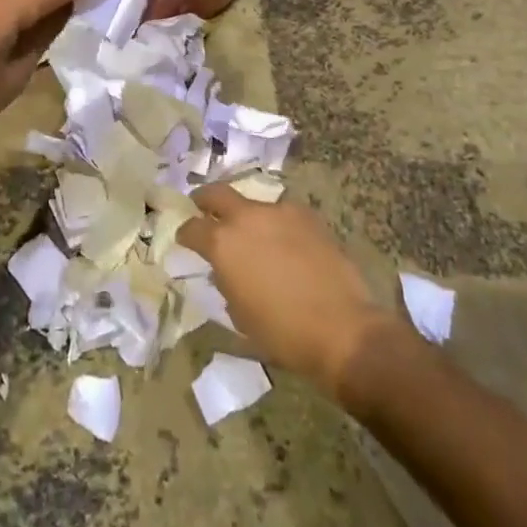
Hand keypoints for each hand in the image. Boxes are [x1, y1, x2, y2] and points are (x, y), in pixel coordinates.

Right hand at [180, 185, 400, 397]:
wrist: (342, 329)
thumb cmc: (283, 333)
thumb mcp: (240, 315)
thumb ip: (226, 284)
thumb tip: (225, 272)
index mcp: (222, 243)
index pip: (192, 227)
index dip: (185, 233)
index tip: (184, 238)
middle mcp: (246, 218)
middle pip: (217, 193)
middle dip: (205, 199)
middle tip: (203, 207)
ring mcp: (279, 212)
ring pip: (253, 204)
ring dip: (246, 215)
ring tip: (254, 234)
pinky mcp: (307, 216)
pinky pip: (282, 213)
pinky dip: (277, 224)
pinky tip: (285, 243)